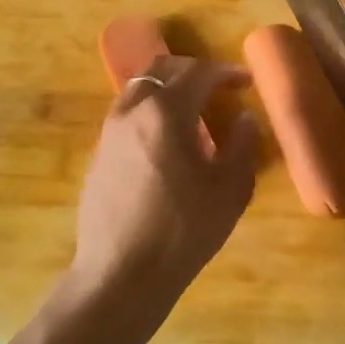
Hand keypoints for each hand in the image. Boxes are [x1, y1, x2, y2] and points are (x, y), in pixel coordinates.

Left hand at [70, 56, 258, 317]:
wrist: (121, 275)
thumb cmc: (183, 229)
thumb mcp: (230, 189)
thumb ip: (243, 145)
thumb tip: (244, 119)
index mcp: (167, 112)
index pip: (199, 72)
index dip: (226, 72)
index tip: (246, 82)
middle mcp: (133, 111)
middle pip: (161, 69)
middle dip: (193, 70)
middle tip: (218, 86)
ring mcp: (110, 132)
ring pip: (139, 88)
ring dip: (168, 88)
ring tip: (192, 110)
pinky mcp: (98, 155)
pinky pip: (127, 114)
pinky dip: (150, 110)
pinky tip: (166, 141)